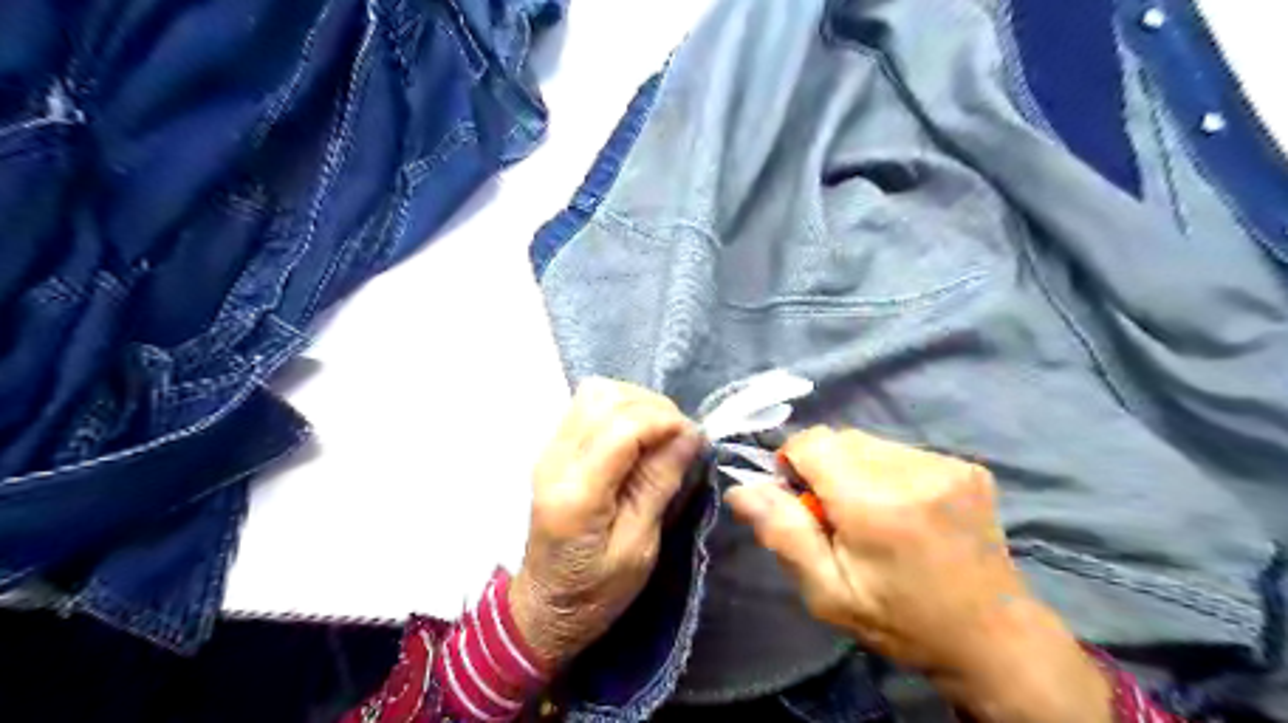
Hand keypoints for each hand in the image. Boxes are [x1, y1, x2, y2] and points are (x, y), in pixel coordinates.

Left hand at [509, 378, 698, 671]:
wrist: (545, 605)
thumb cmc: (596, 591)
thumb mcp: (639, 548)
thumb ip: (658, 484)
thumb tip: (688, 434)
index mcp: (576, 495)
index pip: (621, 428)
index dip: (664, 421)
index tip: (694, 439)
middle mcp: (555, 461)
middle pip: (605, 398)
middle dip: (653, 407)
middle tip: (680, 436)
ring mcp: (549, 450)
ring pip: (595, 393)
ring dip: (636, 402)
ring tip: (661, 432)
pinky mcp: (552, 447)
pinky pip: (588, 405)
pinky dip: (621, 408)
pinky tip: (638, 433)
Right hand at [730, 426, 1111, 719]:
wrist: (994, 639)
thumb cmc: (901, 622)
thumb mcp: (828, 593)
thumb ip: (783, 534)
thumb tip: (742, 487)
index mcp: (875, 504)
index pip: (813, 442)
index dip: (794, 463)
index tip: (800, 500)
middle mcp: (913, 471)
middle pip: (841, 439)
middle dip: (825, 468)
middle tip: (838, 517)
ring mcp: (946, 465)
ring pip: (870, 442)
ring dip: (856, 469)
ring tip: (874, 515)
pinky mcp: (967, 466)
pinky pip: (901, 452)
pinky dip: (888, 472)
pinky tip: (904, 510)